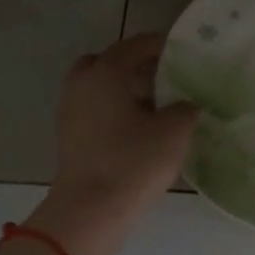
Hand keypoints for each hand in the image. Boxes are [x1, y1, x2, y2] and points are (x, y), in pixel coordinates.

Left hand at [48, 33, 197, 222]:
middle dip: (133, 66)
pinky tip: (136, 130)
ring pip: (98, 88)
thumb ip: (185, 108)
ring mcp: (70, 112)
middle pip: (108, 62)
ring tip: (153, 108)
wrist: (91, 209)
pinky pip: (94, 111)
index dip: (160, 45)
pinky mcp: (69, 138)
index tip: (183, 53)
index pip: (135, 45)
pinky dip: (113, 112)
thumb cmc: (134, 161)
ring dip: (122, 91)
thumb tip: (186, 104)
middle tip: (162, 79)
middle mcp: (82, 84)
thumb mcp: (175, 131)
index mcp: (106, 72)